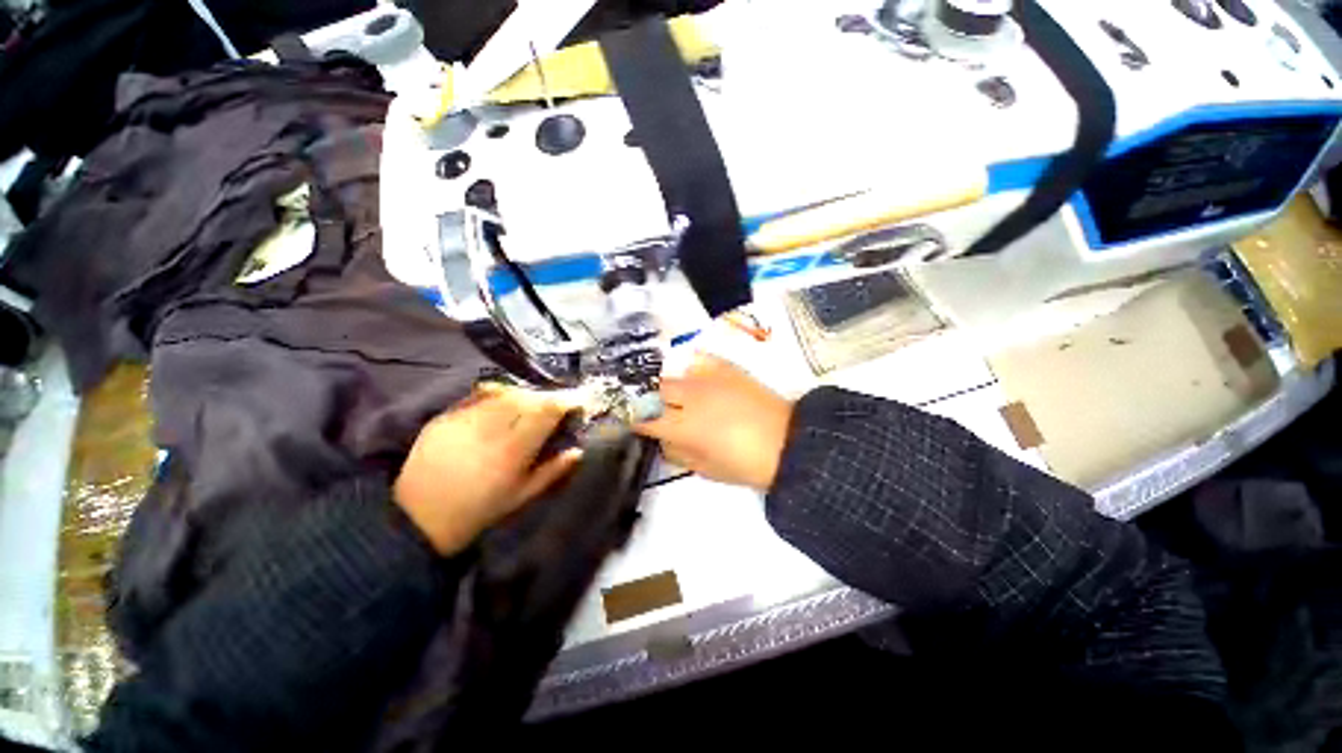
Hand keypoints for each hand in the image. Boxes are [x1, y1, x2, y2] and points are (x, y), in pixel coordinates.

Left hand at [394, 384, 580, 554]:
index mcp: (512, 450)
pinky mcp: (444, 417)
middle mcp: (489, 428)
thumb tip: (578, 451)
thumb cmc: (477, 511)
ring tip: (529, 405)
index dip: (566, 402)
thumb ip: (552, 472)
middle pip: (526, 397)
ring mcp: (464, 420)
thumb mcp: (521, 497)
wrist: (417, 518)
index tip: (578, 403)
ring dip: (523, 394)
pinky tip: (501, 405)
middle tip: (554, 406)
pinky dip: (497, 395)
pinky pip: (478, 396)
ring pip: (503, 392)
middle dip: (546, 397)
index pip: (546, 411)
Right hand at [635, 354, 792, 491]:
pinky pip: (699, 361)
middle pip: (654, 391)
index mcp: (684, 426)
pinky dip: (692, 370)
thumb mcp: (705, 469)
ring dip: (668, 388)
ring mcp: (709, 378)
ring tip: (675, 398)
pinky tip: (697, 381)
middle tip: (653, 411)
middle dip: (648, 401)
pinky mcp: (726, 368)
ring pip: (674, 375)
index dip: (634, 421)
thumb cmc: (745, 464)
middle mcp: (691, 397)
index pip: (645, 418)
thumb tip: (663, 439)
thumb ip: (677, 452)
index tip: (632, 423)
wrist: (788, 442)